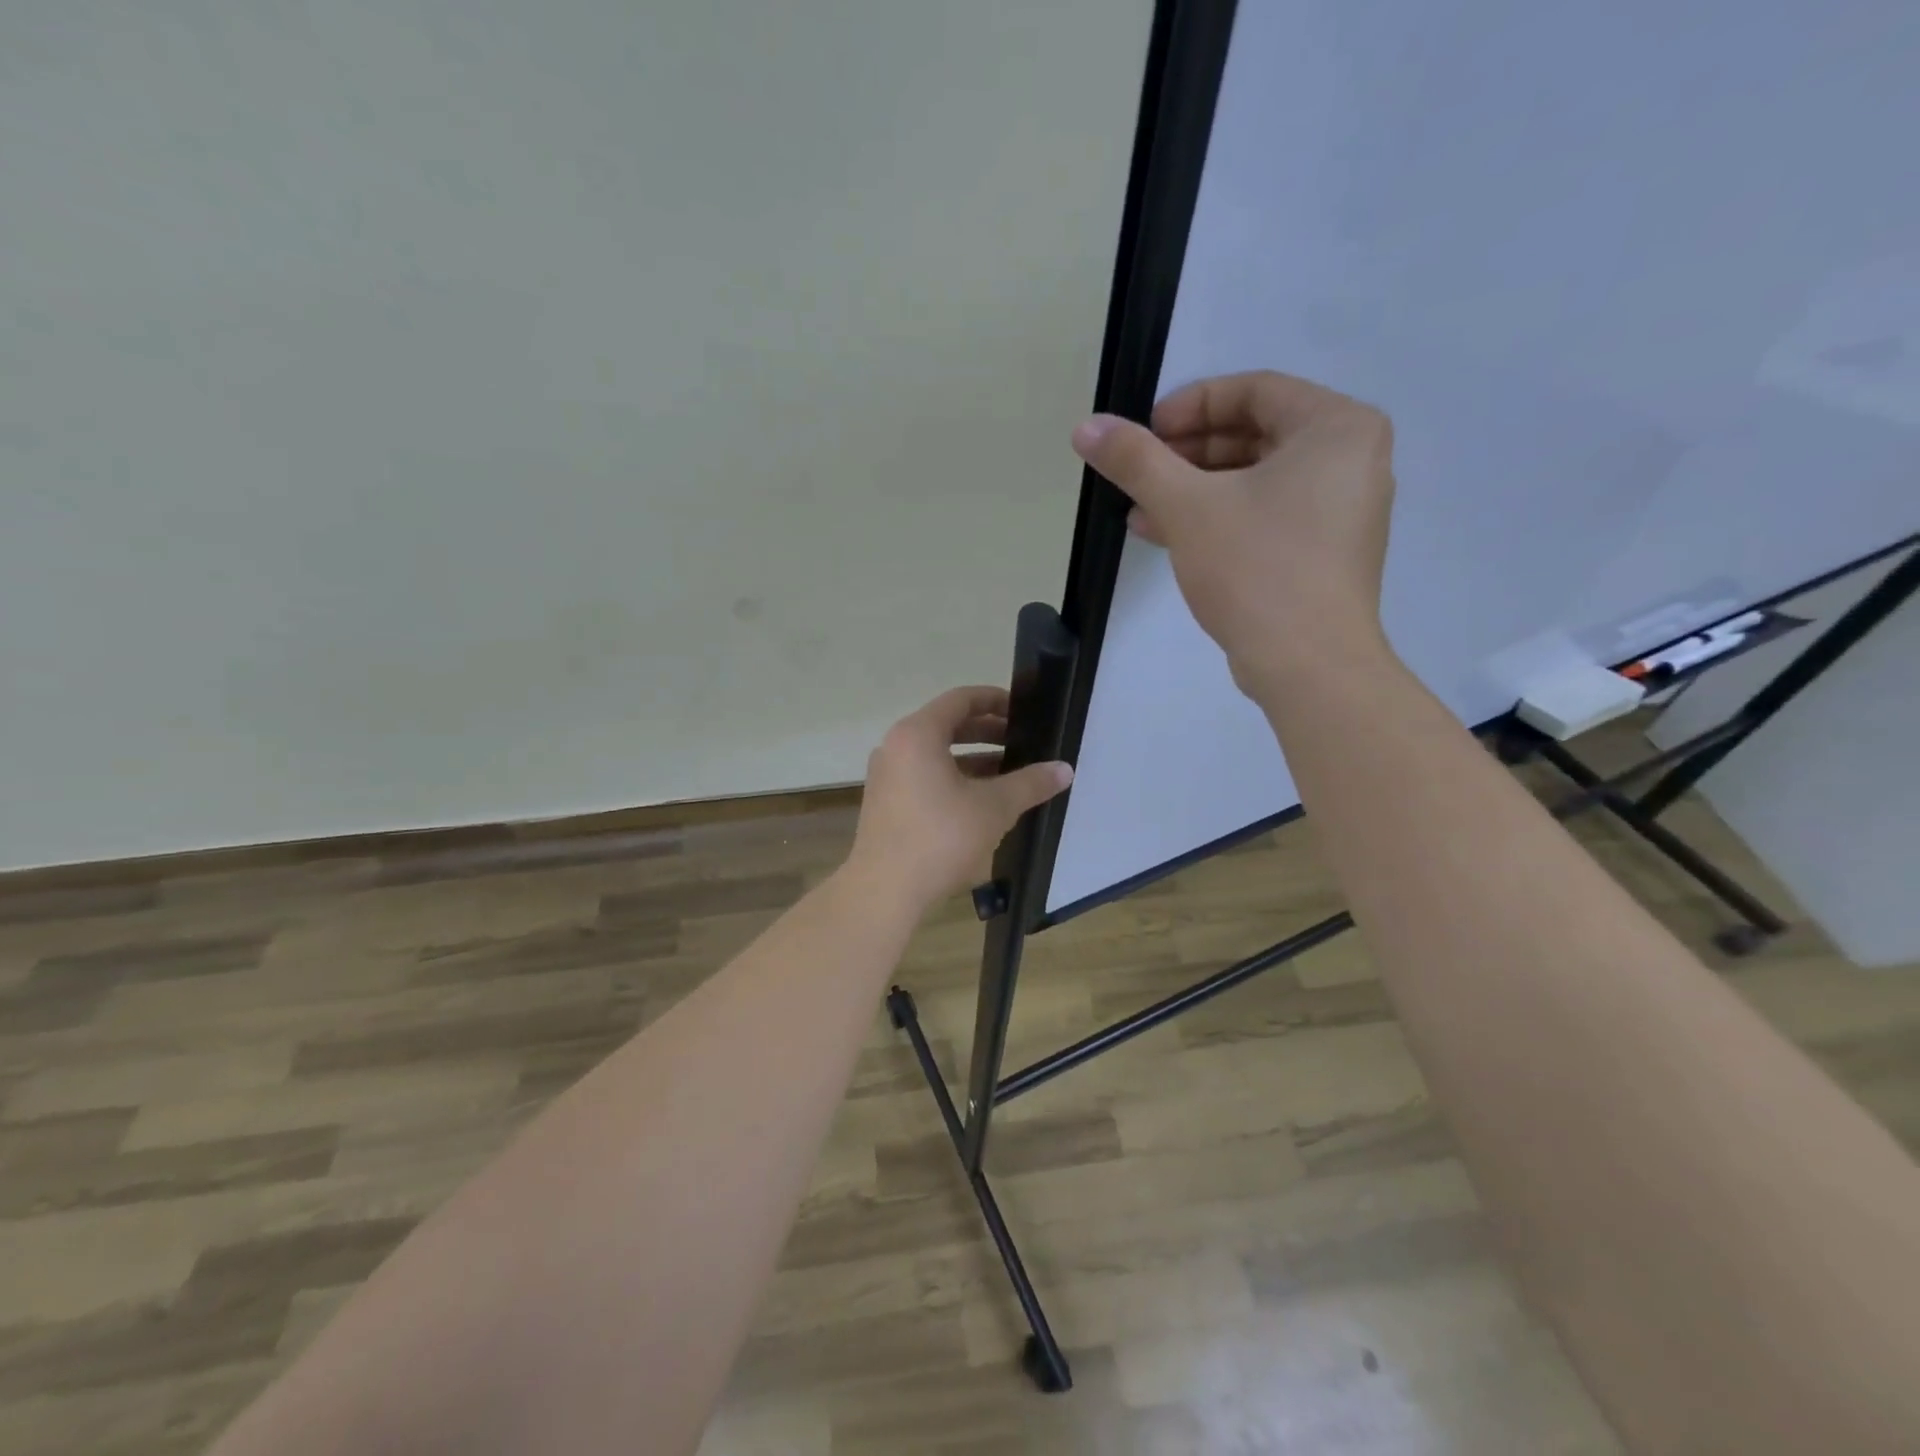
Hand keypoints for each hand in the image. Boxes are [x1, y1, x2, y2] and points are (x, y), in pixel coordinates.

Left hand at [846, 686, 1073, 912]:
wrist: (885, 890)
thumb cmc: (940, 838)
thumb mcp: (994, 807)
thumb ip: (1030, 783)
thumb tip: (1064, 770)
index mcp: (918, 734)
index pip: (960, 700)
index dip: (995, 700)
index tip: (1023, 711)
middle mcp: (896, 746)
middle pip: (947, 725)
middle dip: (988, 732)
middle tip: (1023, 743)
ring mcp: (886, 775)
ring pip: (936, 754)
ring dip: (973, 759)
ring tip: (1010, 774)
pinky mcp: (885, 802)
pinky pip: (924, 775)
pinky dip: (953, 778)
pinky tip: (981, 801)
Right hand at [1071, 370, 1395, 688]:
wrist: (1308, 664)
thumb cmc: (1256, 568)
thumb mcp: (1187, 506)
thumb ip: (1136, 460)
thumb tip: (1086, 427)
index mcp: (1337, 427)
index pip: (1254, 390)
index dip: (1190, 405)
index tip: (1145, 432)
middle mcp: (1351, 459)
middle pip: (1255, 434)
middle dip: (1187, 454)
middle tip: (1140, 471)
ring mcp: (1342, 510)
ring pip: (1256, 480)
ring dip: (1194, 490)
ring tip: (1139, 509)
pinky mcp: (1325, 553)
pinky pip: (1267, 515)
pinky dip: (1220, 518)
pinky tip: (1167, 535)